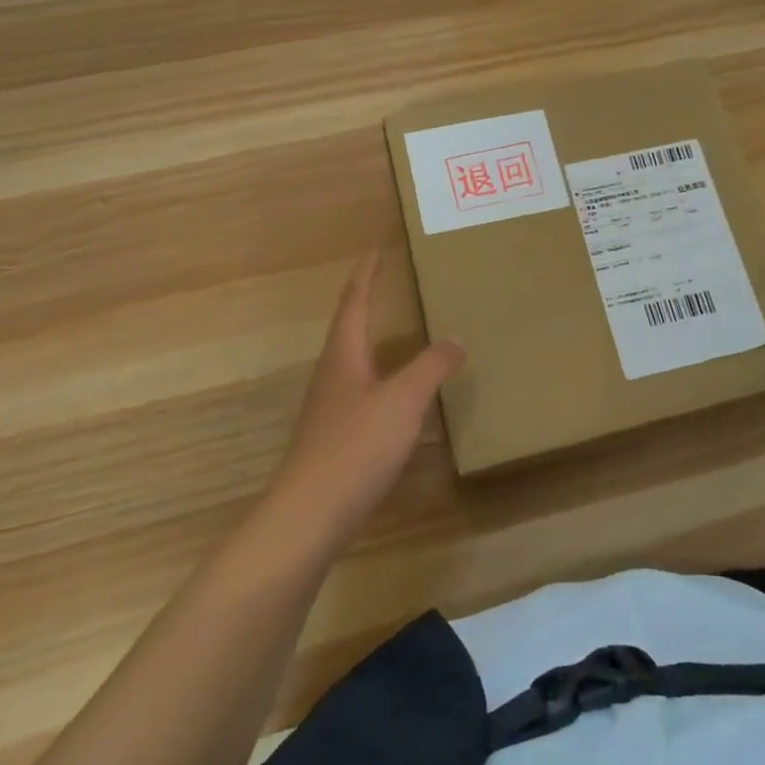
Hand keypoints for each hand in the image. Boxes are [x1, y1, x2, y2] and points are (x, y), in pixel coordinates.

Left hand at [269, 252, 465, 544]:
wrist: (310, 514)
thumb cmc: (356, 446)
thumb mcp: (403, 401)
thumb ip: (430, 367)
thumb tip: (455, 339)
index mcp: (344, 355)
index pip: (355, 302)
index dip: (366, 274)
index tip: (374, 249)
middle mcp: (332, 374)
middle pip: (349, 328)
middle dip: (367, 303)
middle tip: (389, 284)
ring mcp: (330, 407)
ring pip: (354, 361)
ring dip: (373, 340)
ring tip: (398, 333)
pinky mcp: (335, 436)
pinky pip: (362, 391)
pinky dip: (382, 377)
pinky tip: (398, 395)